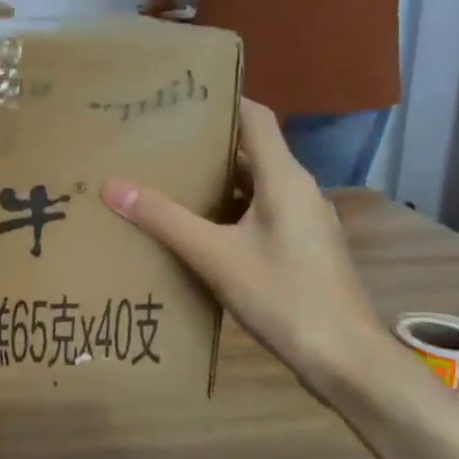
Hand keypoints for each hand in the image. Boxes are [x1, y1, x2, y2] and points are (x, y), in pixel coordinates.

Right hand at [101, 100, 387, 385]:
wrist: (347, 363)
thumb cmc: (285, 298)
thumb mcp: (215, 256)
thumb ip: (163, 219)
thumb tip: (111, 186)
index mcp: (285, 179)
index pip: (256, 118)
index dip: (222, 100)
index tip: (180, 95)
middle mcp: (298, 191)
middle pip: (250, 150)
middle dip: (205, 142)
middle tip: (156, 138)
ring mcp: (304, 221)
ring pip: (253, 184)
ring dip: (214, 178)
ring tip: (165, 176)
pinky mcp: (301, 248)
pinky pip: (258, 212)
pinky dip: (226, 209)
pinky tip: (193, 225)